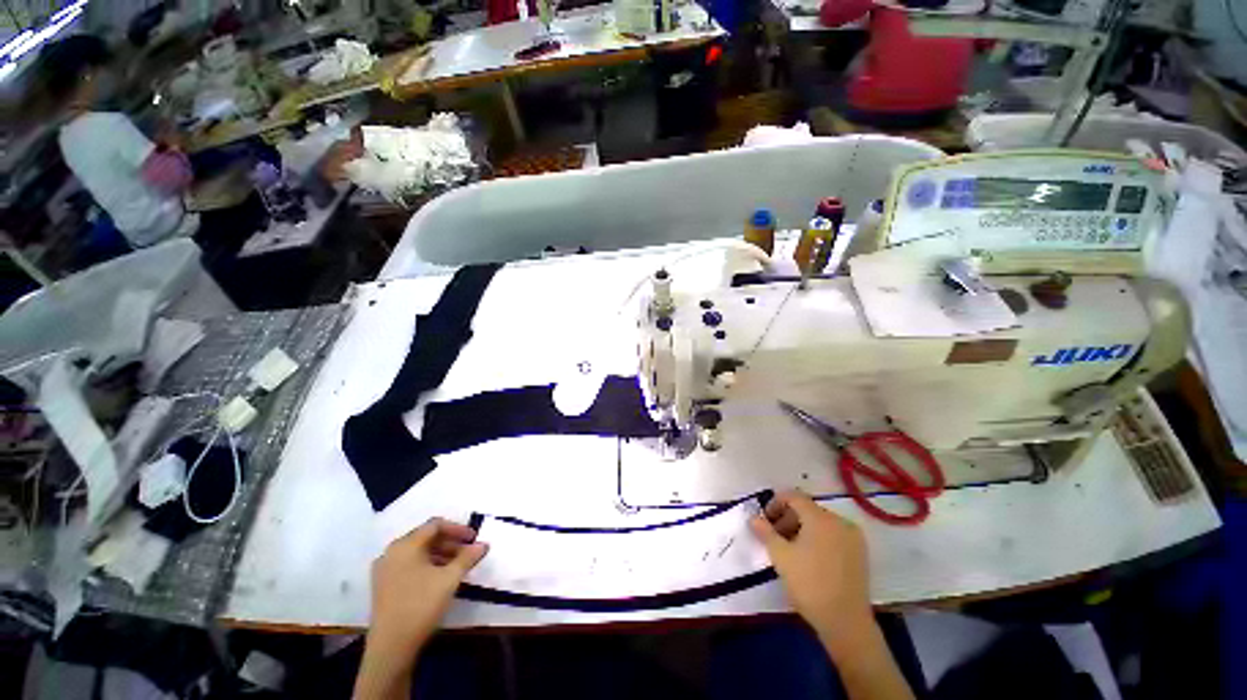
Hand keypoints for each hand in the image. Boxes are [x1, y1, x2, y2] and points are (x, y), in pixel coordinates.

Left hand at [369, 518, 488, 654]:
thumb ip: (467, 557)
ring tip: (458, 566)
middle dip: (450, 543)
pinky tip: (441, 578)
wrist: (391, 647)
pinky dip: (427, 566)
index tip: (474, 538)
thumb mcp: (450, 579)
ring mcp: (384, 570)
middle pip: (426, 538)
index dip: (458, 529)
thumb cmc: (421, 605)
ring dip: (441, 555)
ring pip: (418, 553)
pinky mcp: (383, 586)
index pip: (435, 525)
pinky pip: (409, 566)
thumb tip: (483, 544)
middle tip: (469, 552)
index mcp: (405, 545)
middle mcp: (392, 552)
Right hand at [750, 490, 871, 642]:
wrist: (845, 623)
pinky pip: (833, 534)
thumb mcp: (780, 556)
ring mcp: (853, 537)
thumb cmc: (809, 585)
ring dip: (801, 528)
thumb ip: (765, 532)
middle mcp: (840, 521)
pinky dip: (818, 538)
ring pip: (820, 522)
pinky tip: (809, 557)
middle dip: (787, 518)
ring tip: (790, 549)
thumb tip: (754, 518)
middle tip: (774, 536)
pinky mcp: (860, 553)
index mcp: (820, 518)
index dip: (775, 503)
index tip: (765, 520)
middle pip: (807, 509)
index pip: (794, 496)